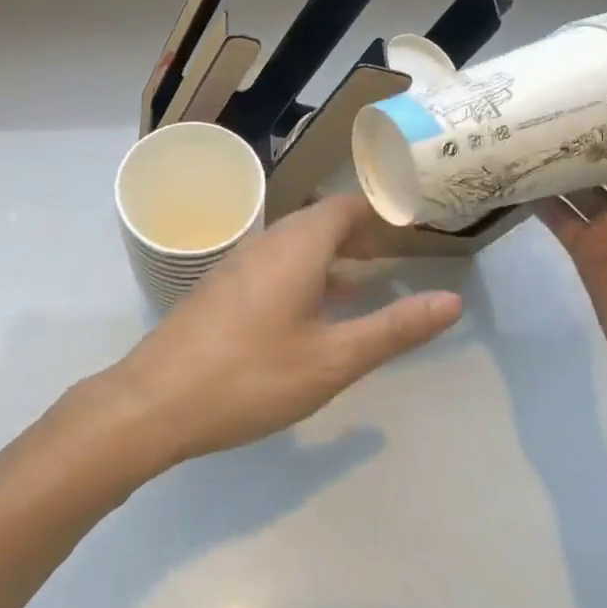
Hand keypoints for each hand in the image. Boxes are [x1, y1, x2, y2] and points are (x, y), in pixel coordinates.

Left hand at [106, 194, 462, 468]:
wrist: (155, 401)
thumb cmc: (251, 376)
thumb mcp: (333, 359)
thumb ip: (394, 329)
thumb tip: (451, 301)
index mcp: (296, 245)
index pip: (345, 206)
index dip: (379, 213)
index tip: (411, 229)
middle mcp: (266, 243)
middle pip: (320, 223)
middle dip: (359, 238)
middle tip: (396, 260)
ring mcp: (239, 265)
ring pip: (296, 247)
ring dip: (332, 260)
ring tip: (365, 286)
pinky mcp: (222, 290)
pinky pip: (274, 267)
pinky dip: (305, 277)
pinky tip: (312, 316)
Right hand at [539, 93, 606, 412]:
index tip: (600, 69)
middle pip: (606, 150)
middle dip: (580, 123)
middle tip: (542, 90)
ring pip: (575, 177)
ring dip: (550, 154)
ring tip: (515, 121)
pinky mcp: (583, 246)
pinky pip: (554, 212)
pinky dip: (532, 194)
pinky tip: (505, 171)